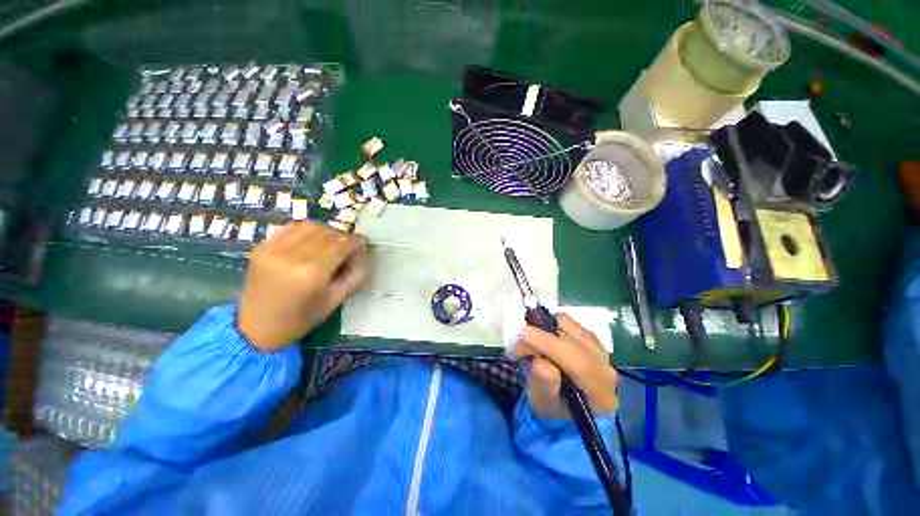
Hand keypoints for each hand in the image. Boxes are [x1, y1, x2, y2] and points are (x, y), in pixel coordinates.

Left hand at [237, 222, 367, 350]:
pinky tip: (312, 240)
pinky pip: (291, 228)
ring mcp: (274, 249)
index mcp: (313, 273)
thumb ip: (353, 276)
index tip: (363, 242)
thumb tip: (360, 254)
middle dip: (343, 236)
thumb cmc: (300, 320)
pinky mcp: (261, 247)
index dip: (356, 241)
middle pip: (327, 233)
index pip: (341, 245)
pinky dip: (307, 230)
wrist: (255, 329)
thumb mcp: (335, 301)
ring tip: (331, 242)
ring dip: (326, 231)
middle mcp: (293, 256)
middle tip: (349, 246)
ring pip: (310, 226)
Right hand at [512, 313, 618, 417]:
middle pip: (578, 342)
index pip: (580, 364)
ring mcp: (603, 353)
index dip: (550, 344)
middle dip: (544, 334)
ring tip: (533, 340)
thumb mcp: (542, 402)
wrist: (562, 403)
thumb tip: (541, 362)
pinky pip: (572, 324)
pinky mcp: (593, 340)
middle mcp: (608, 371)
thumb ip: (544, 384)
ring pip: (574, 328)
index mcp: (601, 396)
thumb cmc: (551, 405)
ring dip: (548, 329)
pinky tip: (544, 337)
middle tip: (520, 338)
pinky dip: (554, 325)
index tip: (523, 334)